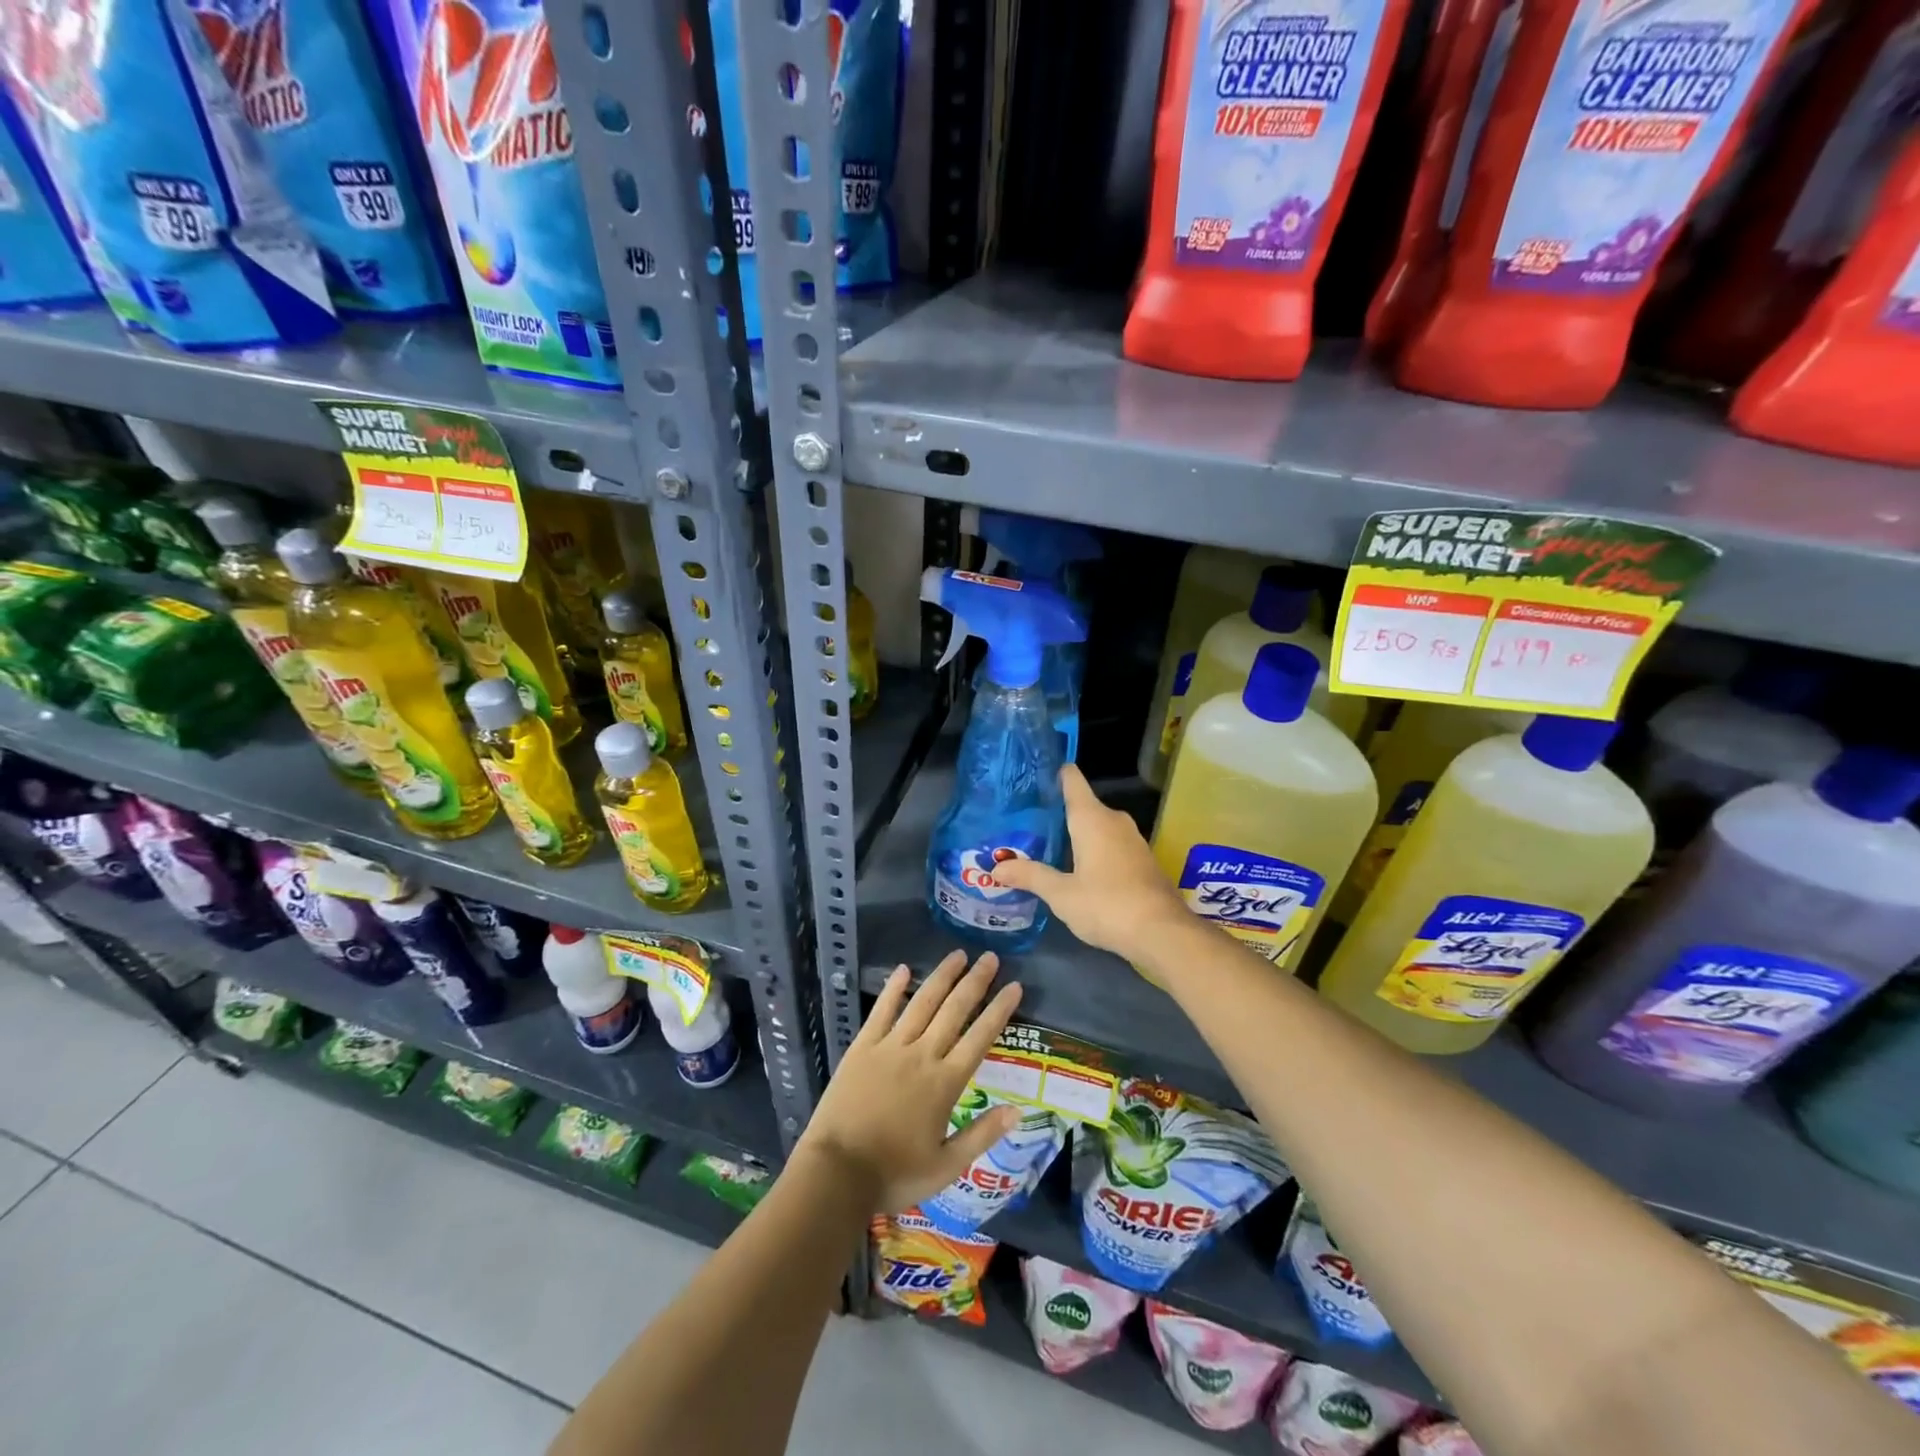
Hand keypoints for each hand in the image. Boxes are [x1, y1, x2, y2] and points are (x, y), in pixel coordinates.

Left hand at [795, 950, 1022, 1214]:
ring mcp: (890, 1048)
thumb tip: (1018, 1110)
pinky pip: (881, 1011)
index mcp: (945, 1083)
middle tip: (990, 957)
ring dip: (941, 977)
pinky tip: (903, 970)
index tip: (1014, 986)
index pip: (979, 1037)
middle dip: (975, 982)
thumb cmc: (895, 1174)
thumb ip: (982, 1135)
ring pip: (922, 1003)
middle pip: (954, 1010)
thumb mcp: (946, 1167)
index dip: (999, 1010)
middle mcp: (922, 1055)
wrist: (837, 1173)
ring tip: (957, 954)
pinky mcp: (862, 1048)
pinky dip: (893, 989)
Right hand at [990, 764, 1188, 965]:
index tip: (1032, 777)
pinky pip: (1111, 844)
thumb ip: (1030, 875)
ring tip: (1046, 846)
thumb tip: (996, 867)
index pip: (1072, 780)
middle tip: (1026, 824)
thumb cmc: (1107, 905)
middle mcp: (1114, 820)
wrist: (1163, 933)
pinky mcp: (1142, 860)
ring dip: (1076, 835)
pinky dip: (1093, 850)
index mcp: (1092, 818)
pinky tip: (1077, 869)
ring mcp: (1133, 839)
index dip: (1054, 774)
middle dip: (1057, 813)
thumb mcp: (1061, 894)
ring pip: (1098, 827)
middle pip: (1082, 805)